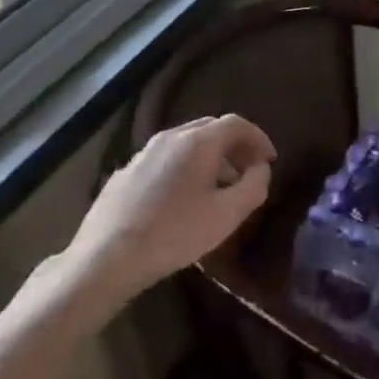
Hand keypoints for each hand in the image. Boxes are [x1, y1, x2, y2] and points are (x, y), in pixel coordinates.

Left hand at [61, 115, 275, 311]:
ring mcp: (143, 152)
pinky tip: (183, 199)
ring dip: (210, 158)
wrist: (109, 254)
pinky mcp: (126, 171)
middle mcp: (170, 137)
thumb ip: (253, 186)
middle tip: (248, 172)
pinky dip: (185, 167)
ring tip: (219, 189)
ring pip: (186, 143)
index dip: (258, 138)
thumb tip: (261, 168)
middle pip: (210, 128)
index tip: (269, 161)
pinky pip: (165, 159)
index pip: (236, 124)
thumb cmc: (175, 233)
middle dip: (235, 146)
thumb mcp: (227, 215)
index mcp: (198, 142)